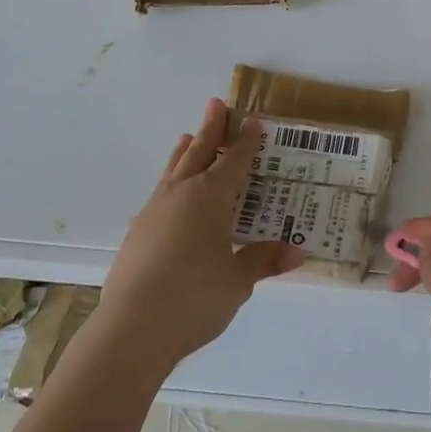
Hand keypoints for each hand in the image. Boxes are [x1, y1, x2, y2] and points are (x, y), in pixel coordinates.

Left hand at [100, 99, 304, 371]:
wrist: (132, 327)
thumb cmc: (194, 297)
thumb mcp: (238, 280)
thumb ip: (264, 260)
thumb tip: (298, 251)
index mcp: (210, 196)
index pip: (233, 161)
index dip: (245, 142)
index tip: (252, 121)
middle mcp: (181, 193)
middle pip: (198, 152)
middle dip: (210, 129)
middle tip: (216, 104)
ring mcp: (154, 210)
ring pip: (173, 169)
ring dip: (185, 151)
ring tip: (187, 136)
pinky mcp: (138, 231)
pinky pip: (160, 193)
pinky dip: (170, 181)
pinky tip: (170, 194)